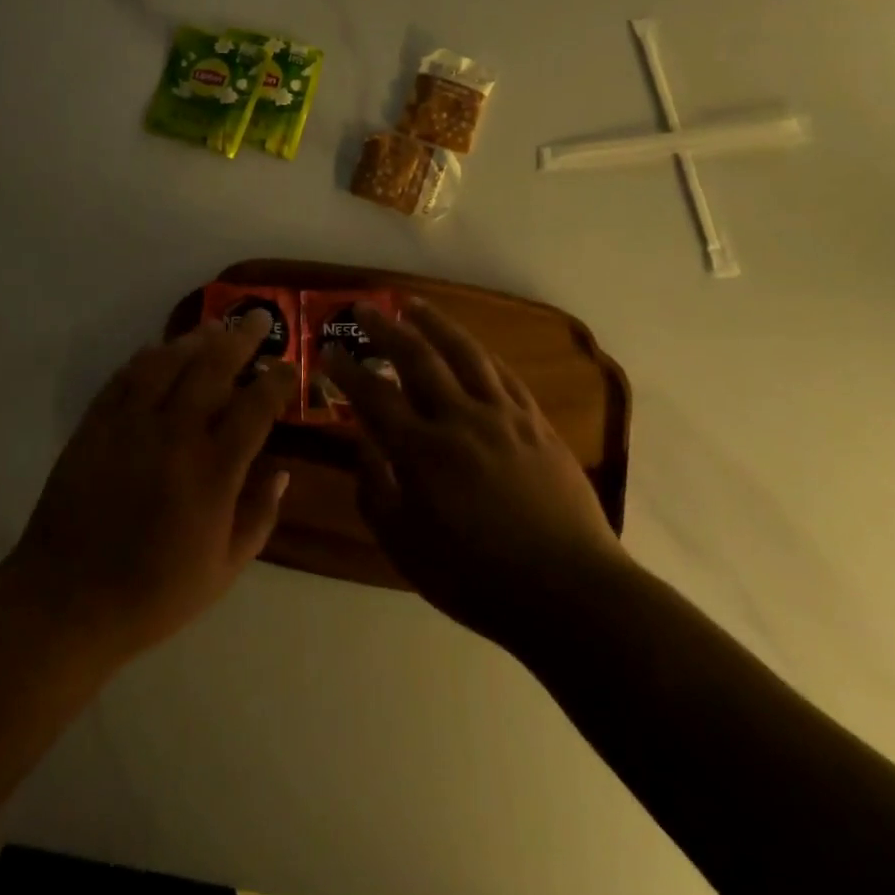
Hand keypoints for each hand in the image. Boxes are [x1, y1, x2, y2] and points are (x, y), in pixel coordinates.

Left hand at [2, 314, 296, 663]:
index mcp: (213, 472)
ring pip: (168, 361)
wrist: (67, 601)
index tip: (288, 366)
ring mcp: (130, 425)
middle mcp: (175, 435)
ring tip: (216, 326)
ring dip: (196, 338)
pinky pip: (126, 376)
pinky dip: (148, 357)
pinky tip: (160, 349)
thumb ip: (260, 516)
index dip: (277, 380)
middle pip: (213, 368)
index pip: (255, 407)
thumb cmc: (154, 594)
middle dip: (242, 337)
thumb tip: (283, 471)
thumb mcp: (224, 570)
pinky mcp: (95, 424)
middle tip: (259, 318)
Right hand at [322, 297, 626, 645]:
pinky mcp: (535, 421)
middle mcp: (459, 418)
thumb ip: (375, 491)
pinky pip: (502, 373)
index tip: (327, 350)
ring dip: (434, 322)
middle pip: (416, 357)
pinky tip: (469, 345)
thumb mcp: (405, 547)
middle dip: (384, 328)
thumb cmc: (477, 577)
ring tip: (413, 304)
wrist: (568, 591)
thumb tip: (362, 445)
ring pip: (463, 352)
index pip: (373, 395)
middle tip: (363, 307)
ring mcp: (502, 415)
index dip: (345, 369)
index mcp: (422, 451)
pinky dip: (478, 352)